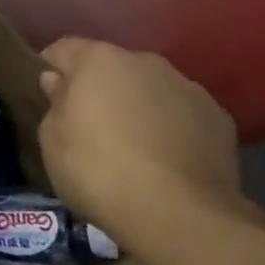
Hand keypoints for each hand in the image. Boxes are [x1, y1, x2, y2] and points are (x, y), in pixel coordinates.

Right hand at [37, 38, 247, 259]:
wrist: (179, 214)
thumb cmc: (98, 170)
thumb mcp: (52, 141)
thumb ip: (54, 104)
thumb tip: (58, 83)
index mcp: (98, 60)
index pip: (63, 50)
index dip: (50, 69)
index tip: (45, 96)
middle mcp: (144, 62)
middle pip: (111, 68)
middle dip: (99, 89)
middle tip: (89, 126)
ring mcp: (187, 87)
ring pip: (150, 90)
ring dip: (138, 107)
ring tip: (134, 148)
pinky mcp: (219, 119)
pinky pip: (182, 116)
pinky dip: (172, 129)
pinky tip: (166, 162)